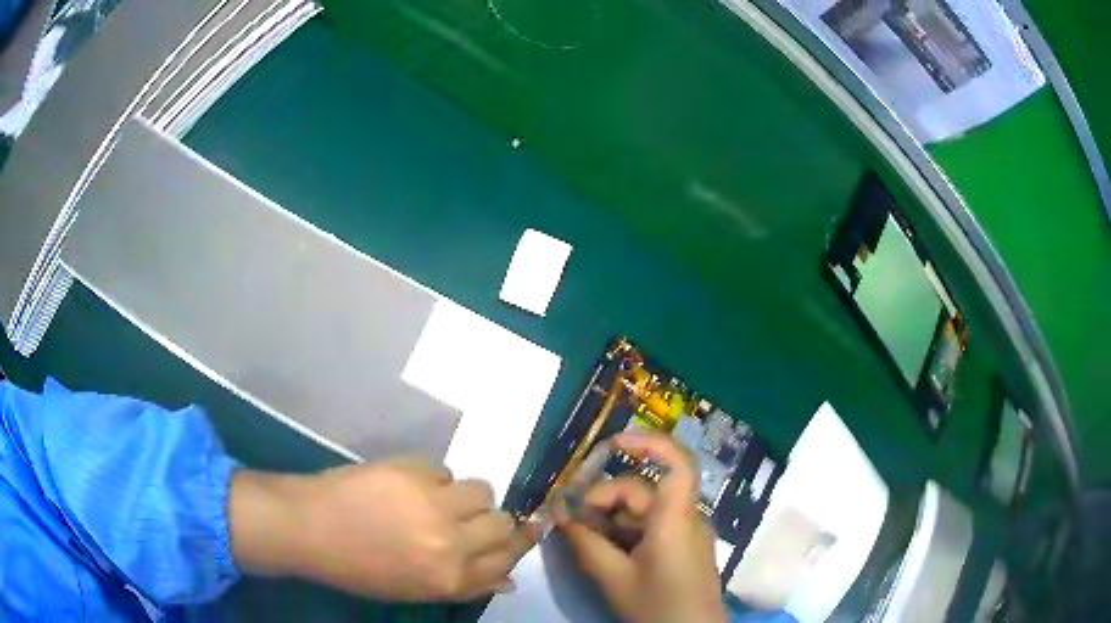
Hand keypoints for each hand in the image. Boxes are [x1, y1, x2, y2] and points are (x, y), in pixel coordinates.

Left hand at [229, 460, 538, 600]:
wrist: (309, 527)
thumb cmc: (358, 568)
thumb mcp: (414, 590)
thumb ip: (466, 586)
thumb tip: (507, 580)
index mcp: (450, 578)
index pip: (508, 561)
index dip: (520, 545)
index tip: (530, 531)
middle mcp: (452, 543)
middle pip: (503, 524)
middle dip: (494, 521)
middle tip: (474, 518)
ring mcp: (434, 504)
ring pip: (482, 490)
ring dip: (467, 496)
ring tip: (440, 498)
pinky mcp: (414, 470)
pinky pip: (444, 471)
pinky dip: (434, 479)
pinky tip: (408, 486)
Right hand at [559, 432, 727, 622]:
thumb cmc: (657, 606)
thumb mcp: (614, 578)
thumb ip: (585, 543)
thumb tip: (561, 514)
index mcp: (675, 519)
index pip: (677, 463)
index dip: (648, 443)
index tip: (612, 444)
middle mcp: (685, 518)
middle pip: (643, 491)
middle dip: (604, 498)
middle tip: (570, 518)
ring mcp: (685, 533)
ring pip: (644, 510)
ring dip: (611, 516)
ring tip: (582, 535)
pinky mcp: (682, 547)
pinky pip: (651, 526)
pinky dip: (625, 530)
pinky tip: (603, 546)